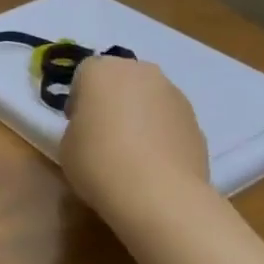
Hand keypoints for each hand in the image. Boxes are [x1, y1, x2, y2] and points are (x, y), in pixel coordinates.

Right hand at [59, 57, 210, 220]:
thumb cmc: (99, 161)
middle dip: (111, 100)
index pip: (84, 73)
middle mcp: (141, 72)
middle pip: (120, 79)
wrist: (158, 194)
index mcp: (102, 70)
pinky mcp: (196, 121)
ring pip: (148, 98)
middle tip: (102, 133)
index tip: (76, 124)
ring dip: (139, 115)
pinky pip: (169, 120)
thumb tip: (94, 129)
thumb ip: (78, 126)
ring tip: (131, 152)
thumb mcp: (67, 144)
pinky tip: (153, 163)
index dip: (78, 99)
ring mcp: (174, 94)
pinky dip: (161, 134)